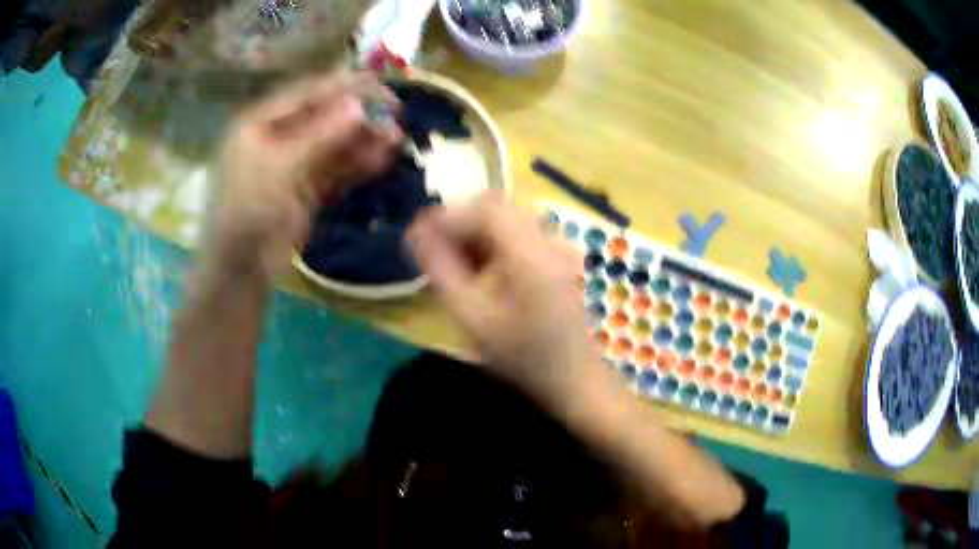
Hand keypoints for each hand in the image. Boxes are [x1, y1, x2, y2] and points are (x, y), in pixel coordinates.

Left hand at [210, 71, 402, 277]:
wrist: (243, 267)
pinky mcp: (307, 187)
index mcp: (260, 123)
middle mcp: (277, 136)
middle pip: (323, 116)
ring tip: (396, 136)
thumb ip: (321, 134)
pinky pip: (336, 168)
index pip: (305, 94)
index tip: (378, 82)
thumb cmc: (249, 209)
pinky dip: (358, 163)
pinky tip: (383, 158)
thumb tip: (359, 105)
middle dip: (358, 114)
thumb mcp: (282, 165)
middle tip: (394, 111)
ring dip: (364, 139)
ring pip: (333, 143)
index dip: (342, 86)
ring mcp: (293, 163)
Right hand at [407, 194, 607, 408]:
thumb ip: (440, 270)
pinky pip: (515, 233)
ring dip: (472, 233)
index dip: (446, 215)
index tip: (416, 236)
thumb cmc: (523, 357)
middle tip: (430, 251)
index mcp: (530, 252)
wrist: (574, 378)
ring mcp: (555, 246)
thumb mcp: (473, 318)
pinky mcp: (554, 256)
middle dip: (457, 223)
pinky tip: (476, 270)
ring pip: (503, 219)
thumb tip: (415, 233)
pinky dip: (489, 243)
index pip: (484, 208)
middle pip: (494, 207)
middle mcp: (547, 239)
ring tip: (449, 264)